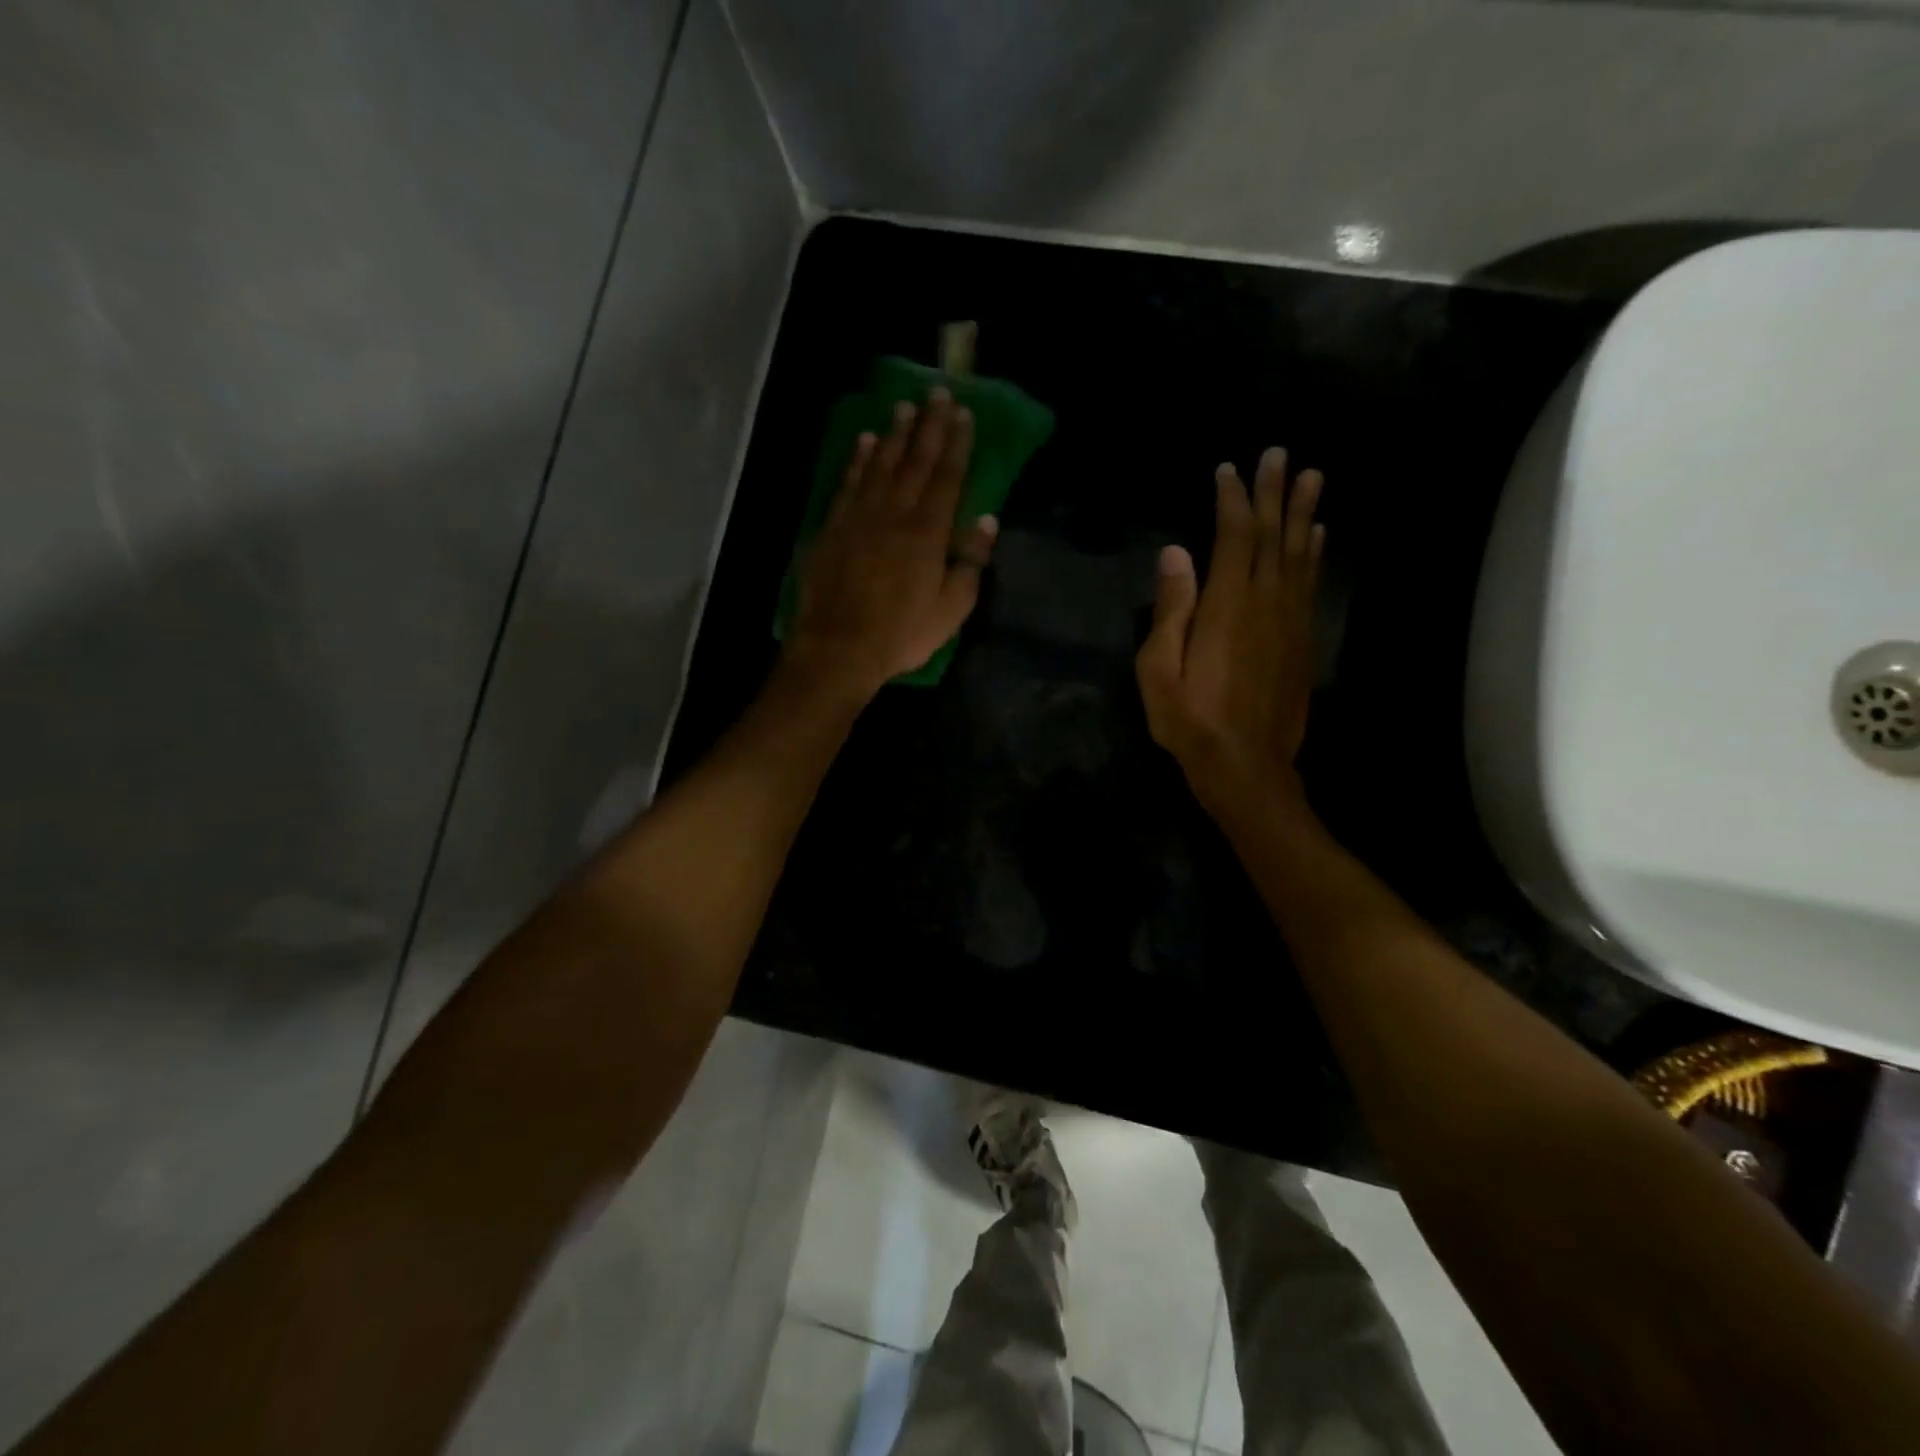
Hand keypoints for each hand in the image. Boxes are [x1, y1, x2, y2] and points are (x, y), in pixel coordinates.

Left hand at [785, 388, 997, 700]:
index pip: (947, 477)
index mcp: (928, 532)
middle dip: (929, 426)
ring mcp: (860, 517)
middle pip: (915, 461)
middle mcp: (895, 513)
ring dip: (895, 434)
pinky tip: (866, 442)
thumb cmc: (902, 633)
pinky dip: (858, 460)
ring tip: (904, 405)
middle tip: (938, 393)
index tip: (964, 415)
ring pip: (881, 464)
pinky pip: (848, 483)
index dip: (957, 444)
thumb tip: (987, 521)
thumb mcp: (952, 609)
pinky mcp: (833, 527)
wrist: (839, 647)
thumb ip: (970, 562)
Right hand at [1136, 447, 1324, 815]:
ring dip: (1305, 514)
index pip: (1233, 537)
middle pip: (1273, 536)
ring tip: (1313, 478)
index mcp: (1227, 605)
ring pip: (1299, 555)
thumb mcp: (1159, 669)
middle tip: (1281, 454)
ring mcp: (1290, 621)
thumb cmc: (1190, 719)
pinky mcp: (1303, 642)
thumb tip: (1175, 553)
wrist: (1246, 766)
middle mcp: (1266, 603)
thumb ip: (1171, 609)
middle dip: (1275, 493)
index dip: (1233, 500)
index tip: (1231, 469)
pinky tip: (1318, 538)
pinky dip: (1314, 555)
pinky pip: (1310, 585)